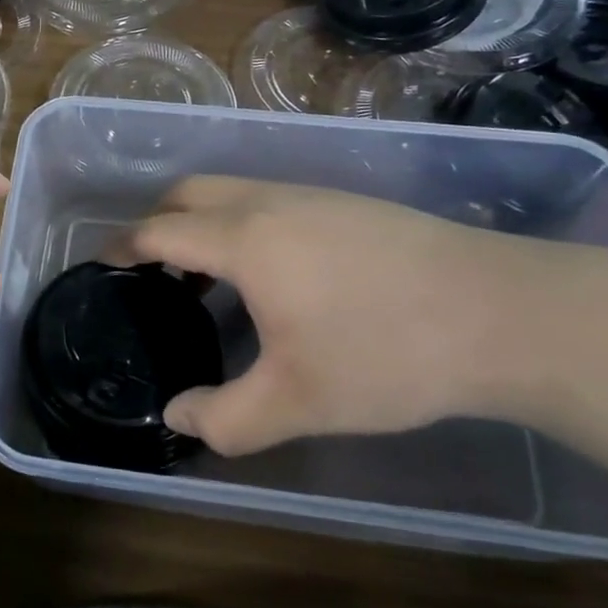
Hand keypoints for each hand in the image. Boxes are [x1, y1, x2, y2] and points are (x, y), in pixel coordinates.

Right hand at [119, 177, 582, 455]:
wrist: (504, 313)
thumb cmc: (386, 353)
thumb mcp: (298, 401)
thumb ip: (225, 417)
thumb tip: (176, 418)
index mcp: (243, 239)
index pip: (160, 230)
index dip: (123, 246)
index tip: (103, 267)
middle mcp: (269, 202)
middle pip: (189, 192)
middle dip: (157, 222)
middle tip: (152, 270)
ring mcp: (313, 195)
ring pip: (232, 190)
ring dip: (203, 221)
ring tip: (209, 277)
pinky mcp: (348, 203)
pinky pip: (269, 198)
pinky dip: (242, 222)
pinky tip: (274, 273)